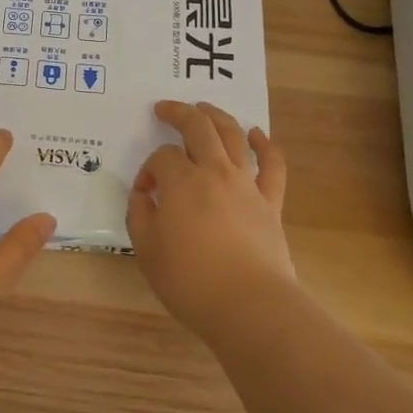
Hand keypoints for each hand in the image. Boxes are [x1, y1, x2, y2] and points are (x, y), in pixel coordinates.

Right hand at [127, 101, 293, 338]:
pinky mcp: (270, 202)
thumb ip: (140, 215)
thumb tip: (145, 195)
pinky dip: (266, 145)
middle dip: (179, 113)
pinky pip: (272, 166)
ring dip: (217, 116)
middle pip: (198, 128)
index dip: (149, 169)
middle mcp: (215, 172)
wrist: (249, 305)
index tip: (145, 194)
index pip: (162, 158)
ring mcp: (246, 185)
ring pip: (233, 136)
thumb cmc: (190, 280)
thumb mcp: (146, 250)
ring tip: (205, 107)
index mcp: (181, 182)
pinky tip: (257, 134)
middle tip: (165, 108)